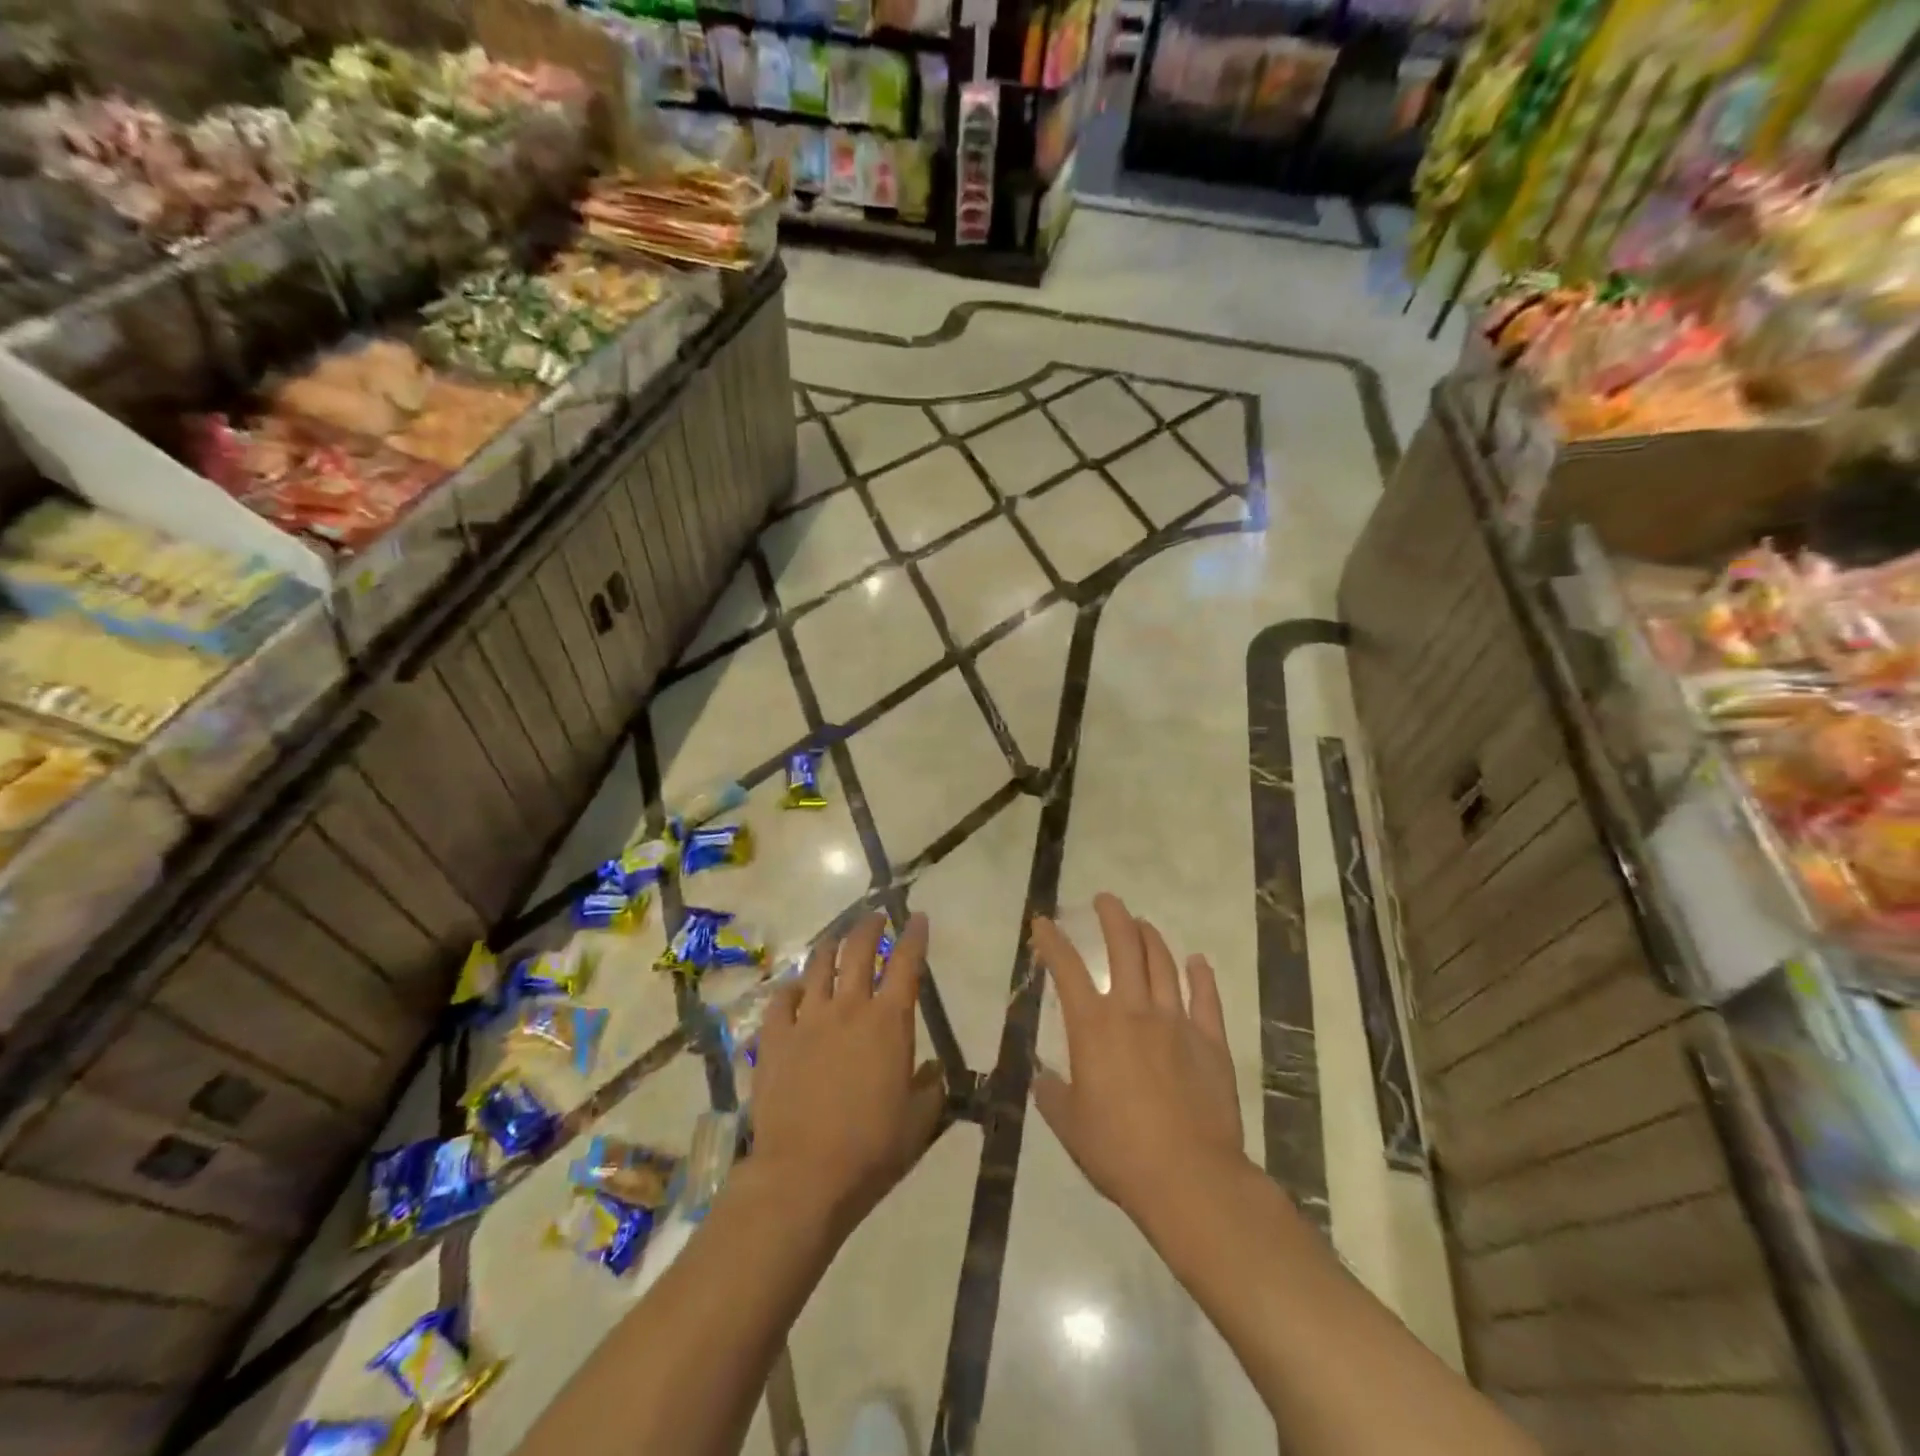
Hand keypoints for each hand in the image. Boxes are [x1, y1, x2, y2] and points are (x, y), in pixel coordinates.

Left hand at [751, 911, 945, 1239]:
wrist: (804, 1174)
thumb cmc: (871, 1148)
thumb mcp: (918, 1122)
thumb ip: (931, 1089)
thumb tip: (934, 1070)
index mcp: (889, 1021)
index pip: (906, 963)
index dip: (914, 936)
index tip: (918, 918)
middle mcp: (848, 1007)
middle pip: (858, 950)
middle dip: (869, 926)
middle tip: (875, 916)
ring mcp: (807, 1019)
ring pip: (819, 966)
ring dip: (831, 946)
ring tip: (837, 941)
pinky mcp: (775, 1038)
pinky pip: (781, 1000)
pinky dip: (792, 988)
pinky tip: (795, 989)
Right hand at [1032, 893, 1246, 1234]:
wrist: (1188, 1177)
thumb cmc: (1118, 1151)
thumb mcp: (1070, 1126)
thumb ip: (1052, 1094)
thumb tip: (1042, 1078)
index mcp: (1093, 1026)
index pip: (1066, 969)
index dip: (1052, 941)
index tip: (1043, 923)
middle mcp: (1133, 1010)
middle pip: (1124, 947)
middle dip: (1112, 917)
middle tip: (1106, 900)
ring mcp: (1176, 1021)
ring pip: (1163, 963)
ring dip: (1150, 937)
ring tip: (1142, 924)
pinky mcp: (1210, 1040)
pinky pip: (1206, 997)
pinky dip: (1200, 975)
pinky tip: (1197, 961)